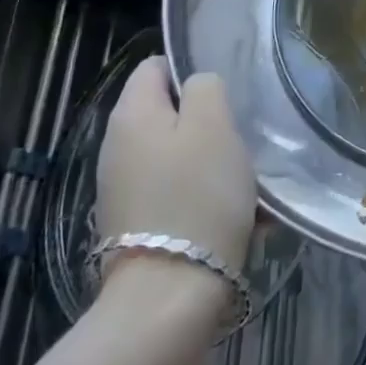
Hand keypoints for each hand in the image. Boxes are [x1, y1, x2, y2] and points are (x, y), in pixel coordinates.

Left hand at [94, 58, 256, 272]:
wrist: (170, 297)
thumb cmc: (197, 196)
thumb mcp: (213, 124)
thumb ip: (205, 87)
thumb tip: (196, 87)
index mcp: (131, 114)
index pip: (156, 67)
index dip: (192, 73)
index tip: (227, 97)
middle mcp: (117, 148)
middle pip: (169, 115)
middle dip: (209, 124)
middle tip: (241, 142)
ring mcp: (123, 190)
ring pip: (178, 157)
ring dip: (213, 165)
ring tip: (249, 186)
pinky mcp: (137, 226)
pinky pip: (178, 195)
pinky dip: (205, 199)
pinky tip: (240, 220)